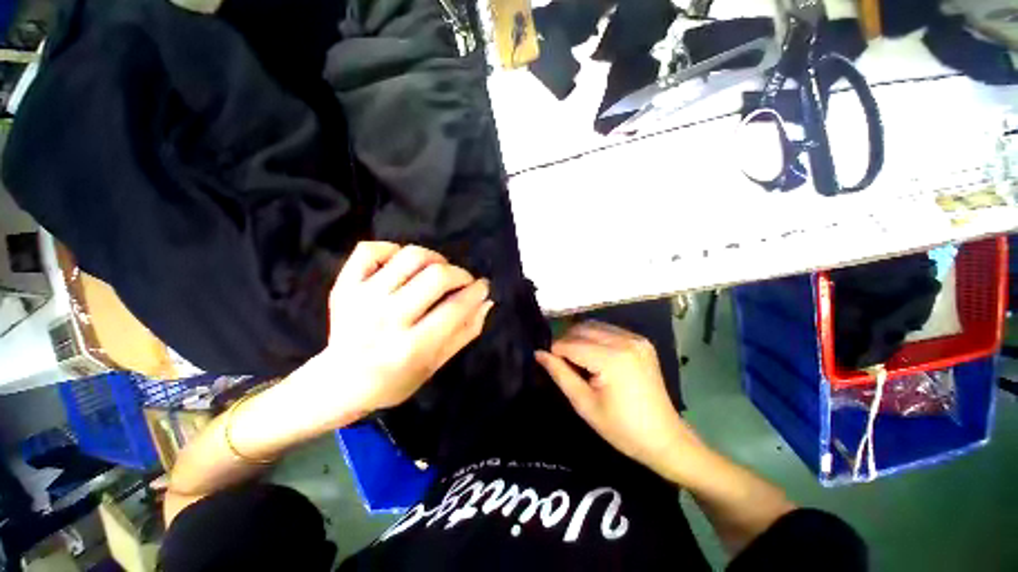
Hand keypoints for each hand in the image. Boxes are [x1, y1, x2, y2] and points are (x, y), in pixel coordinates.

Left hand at [294, 242, 492, 420]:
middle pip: (436, 276)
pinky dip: (392, 249)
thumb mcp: (436, 365)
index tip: (483, 287)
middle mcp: (386, 318)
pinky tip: (402, 265)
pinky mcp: (344, 286)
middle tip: (463, 281)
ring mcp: (362, 298)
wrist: (338, 384)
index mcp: (411, 347)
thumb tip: (486, 302)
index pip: (455, 307)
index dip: (477, 291)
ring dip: (434, 258)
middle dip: (460, 274)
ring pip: (410, 256)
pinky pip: (371, 249)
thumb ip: (465, 332)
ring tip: (437, 270)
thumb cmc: (394, 381)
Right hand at [536, 321, 700, 476]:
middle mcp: (625, 341)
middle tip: (560, 362)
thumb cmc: (621, 428)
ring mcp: (636, 339)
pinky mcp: (641, 341)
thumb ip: (560, 374)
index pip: (571, 344)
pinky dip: (595, 337)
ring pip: (594, 326)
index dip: (554, 351)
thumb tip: (539, 353)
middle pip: (582, 329)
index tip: (546, 361)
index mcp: (612, 359)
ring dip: (579, 337)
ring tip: (576, 359)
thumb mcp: (584, 404)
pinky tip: (594, 355)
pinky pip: (608, 330)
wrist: (664, 438)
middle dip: (565, 341)